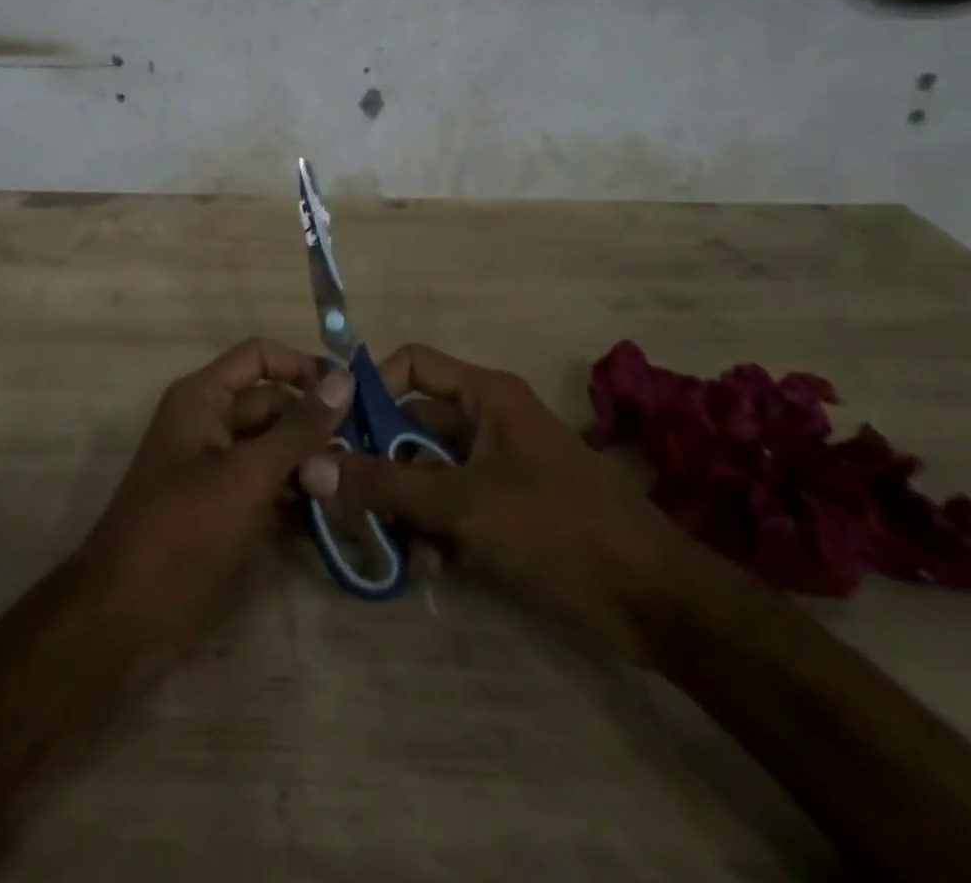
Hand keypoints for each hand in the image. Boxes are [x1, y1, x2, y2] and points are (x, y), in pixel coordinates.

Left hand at [79, 338, 352, 656]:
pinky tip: (333, 523)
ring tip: (350, 494)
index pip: (260, 356)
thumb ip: (299, 428)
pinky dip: (298, 501)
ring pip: (277, 450)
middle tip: (356, 462)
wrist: (127, 617)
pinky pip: (271, 488)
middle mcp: (211, 423)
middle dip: (314, 430)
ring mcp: (219, 469)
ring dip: (312, 468)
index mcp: (204, 398)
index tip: (348, 397)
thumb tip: (344, 379)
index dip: (302, 368)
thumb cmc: (185, 530)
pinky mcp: (228, 509)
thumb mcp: (248, 474)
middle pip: (274, 406)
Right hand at [297, 344, 690, 656]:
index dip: (370, 389)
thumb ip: (387, 484)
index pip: (412, 366)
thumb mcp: (466, 503)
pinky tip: (424, 569)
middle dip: (378, 464)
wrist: (657, 604)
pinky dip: (432, 533)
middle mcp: (487, 423)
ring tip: (383, 545)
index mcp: (486, 397)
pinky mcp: (504, 512)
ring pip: (426, 474)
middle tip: (339, 501)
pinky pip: (450, 509)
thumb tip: (313, 465)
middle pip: (412, 427)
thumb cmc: (560, 529)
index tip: (333, 430)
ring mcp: (495, 470)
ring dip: (402, 507)